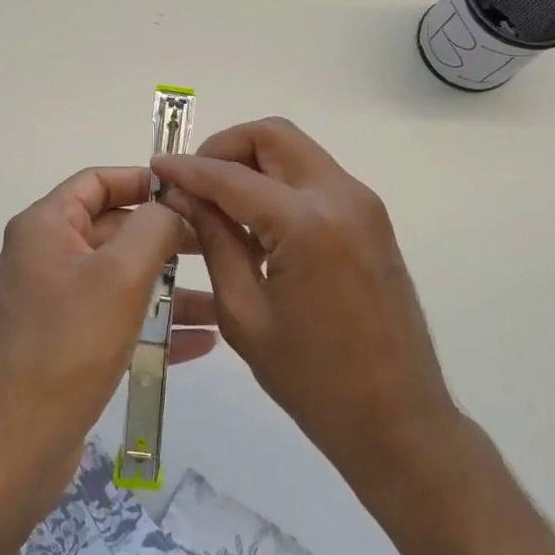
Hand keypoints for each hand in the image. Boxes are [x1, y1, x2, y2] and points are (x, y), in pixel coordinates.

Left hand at [0, 166, 215, 521]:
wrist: (14, 446)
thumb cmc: (68, 345)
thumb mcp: (120, 275)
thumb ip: (153, 227)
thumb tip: (170, 207)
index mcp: (45, 227)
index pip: (96, 181)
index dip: (143, 180)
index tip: (190, 193)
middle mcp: (45, 257)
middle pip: (113, 229)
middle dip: (166, 238)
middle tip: (218, 245)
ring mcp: (54, 303)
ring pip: (121, 279)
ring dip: (169, 287)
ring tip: (222, 297)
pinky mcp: (65, 344)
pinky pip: (116, 319)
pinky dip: (154, 324)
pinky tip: (202, 341)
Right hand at [151, 118, 459, 510]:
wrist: (398, 419)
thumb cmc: (312, 380)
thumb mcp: (244, 312)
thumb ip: (214, 241)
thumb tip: (183, 195)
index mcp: (305, 223)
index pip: (231, 176)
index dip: (188, 168)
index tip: (157, 167)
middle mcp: (340, 196)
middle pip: (273, 135)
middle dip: (226, 148)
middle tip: (194, 182)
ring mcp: (363, 204)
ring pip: (296, 151)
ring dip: (253, 163)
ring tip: (220, 205)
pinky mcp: (371, 219)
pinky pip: (315, 178)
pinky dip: (279, 182)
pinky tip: (256, 223)